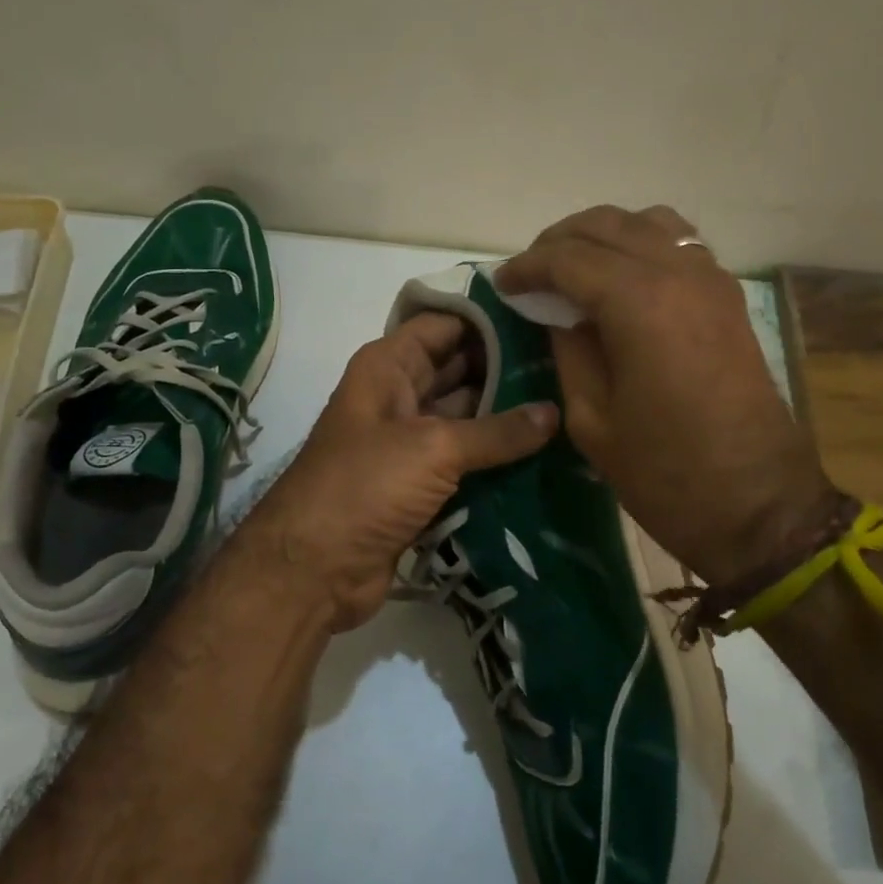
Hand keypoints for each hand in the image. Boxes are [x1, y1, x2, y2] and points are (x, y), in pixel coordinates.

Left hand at [242, 312, 558, 630]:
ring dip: (507, 415)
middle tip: (568, 364)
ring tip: (567, 402)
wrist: (314, 569)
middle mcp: (399, 395)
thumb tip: (553, 412)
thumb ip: (497, 431)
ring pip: (466, 416)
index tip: (543, 314)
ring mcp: (409, 441)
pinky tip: (545, 451)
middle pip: (460, 368)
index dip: (489, 318)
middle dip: (507, 367)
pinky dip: (496, 457)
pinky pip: (465, 459)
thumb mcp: (433, 448)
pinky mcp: (420, 483)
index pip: (444, 324)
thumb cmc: (365, 485)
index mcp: (389, 366)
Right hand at [497, 205, 837, 584]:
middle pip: (606, 225)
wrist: (758, 505)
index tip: (502, 283)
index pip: (568, 258)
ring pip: (647, 222)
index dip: (527, 266)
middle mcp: (678, 274)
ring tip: (574, 268)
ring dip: (603, 235)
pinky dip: (642, 243)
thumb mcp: (592, 419)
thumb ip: (569, 351)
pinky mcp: (728, 296)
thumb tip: (555, 313)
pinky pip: (678, 243)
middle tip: (530, 274)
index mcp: (639, 304)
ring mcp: (711, 280)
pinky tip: (622, 277)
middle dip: (559, 242)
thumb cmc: (664, 474)